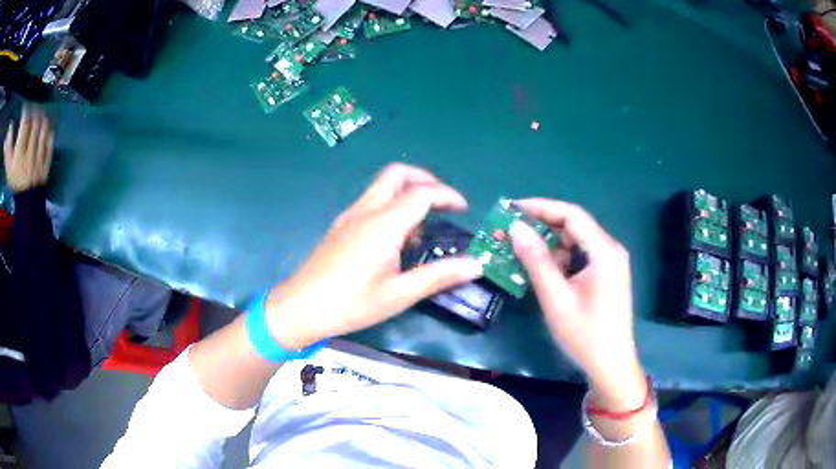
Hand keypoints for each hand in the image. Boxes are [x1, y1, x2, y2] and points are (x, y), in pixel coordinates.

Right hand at [3, 105, 53, 192]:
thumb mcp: (8, 167)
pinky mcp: (45, 167)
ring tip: (41, 117)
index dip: (25, 114)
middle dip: (35, 114)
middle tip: (34, 110)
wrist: (25, 202)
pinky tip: (48, 131)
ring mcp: (38, 162)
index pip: (24, 127)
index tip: (26, 109)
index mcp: (19, 157)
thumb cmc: (14, 180)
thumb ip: (8, 150)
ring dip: (43, 121)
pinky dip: (49, 136)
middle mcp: (28, 157)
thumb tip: (6, 138)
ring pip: (43, 132)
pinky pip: (50, 146)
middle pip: (35, 125)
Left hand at [265, 163, 483, 348]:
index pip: (422, 193)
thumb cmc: (350, 304)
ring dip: (408, 191)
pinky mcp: (342, 224)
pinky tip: (396, 238)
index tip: (463, 211)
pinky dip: (392, 204)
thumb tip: (476, 265)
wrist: (301, 308)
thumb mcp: (399, 295)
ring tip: (422, 226)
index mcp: (383, 225)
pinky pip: (372, 200)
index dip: (448, 195)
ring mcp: (350, 215)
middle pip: (398, 173)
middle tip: (443, 203)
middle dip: (426, 179)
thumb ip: (439, 276)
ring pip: (383, 185)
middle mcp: (366, 211)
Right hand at [509, 199, 645, 408]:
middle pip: (575, 224)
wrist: (611, 366)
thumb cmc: (585, 335)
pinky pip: (581, 256)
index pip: (571, 214)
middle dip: (543, 225)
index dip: (541, 207)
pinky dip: (561, 258)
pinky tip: (543, 270)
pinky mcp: (607, 275)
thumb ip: (536, 261)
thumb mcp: (556, 299)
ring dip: (550, 243)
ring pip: (577, 240)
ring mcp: (611, 263)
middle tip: (513, 231)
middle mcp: (610, 250)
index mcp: (604, 252)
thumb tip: (516, 228)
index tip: (512, 210)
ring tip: (522, 251)